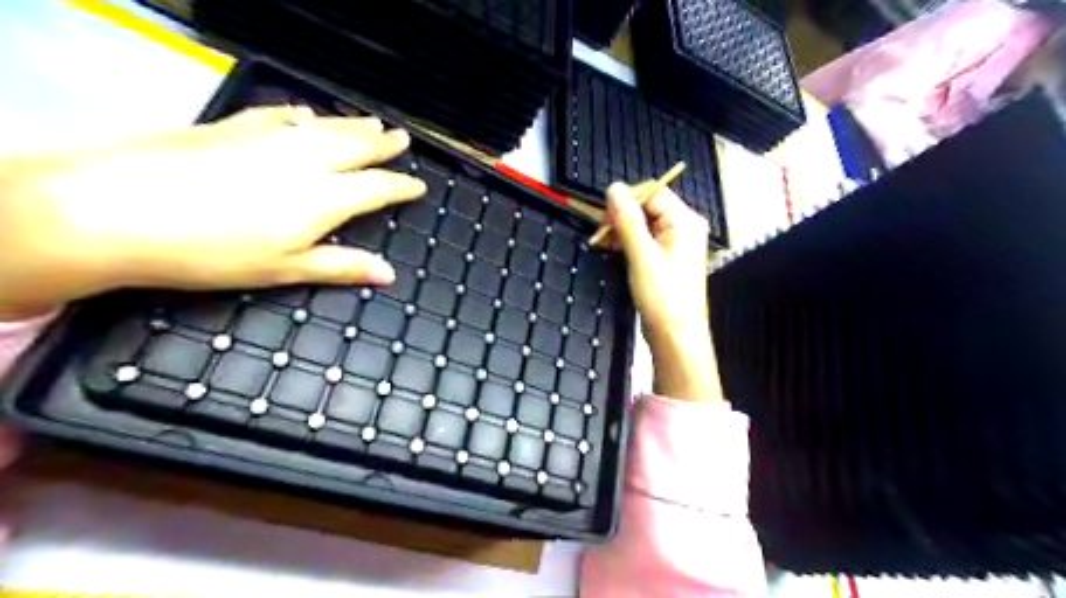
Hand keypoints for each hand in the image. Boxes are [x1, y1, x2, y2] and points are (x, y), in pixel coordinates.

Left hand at [1, 107, 428, 322]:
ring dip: (352, 124)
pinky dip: (300, 115)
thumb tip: (389, 275)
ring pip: (324, 127)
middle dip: (383, 143)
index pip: (377, 187)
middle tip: (402, 137)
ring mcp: (268, 139)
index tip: (419, 185)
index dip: (402, 186)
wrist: (119, 210)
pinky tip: (306, 114)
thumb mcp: (284, 269)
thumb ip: (341, 266)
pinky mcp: (233, 128)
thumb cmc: (214, 252)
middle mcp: (305, 161)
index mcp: (324, 198)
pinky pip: (279, 116)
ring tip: (372, 121)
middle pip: (355, 146)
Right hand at [607, 182, 724, 404]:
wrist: (676, 336)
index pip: (652, 193)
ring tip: (604, 244)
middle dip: (621, 217)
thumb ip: (628, 220)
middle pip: (647, 207)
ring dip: (621, 230)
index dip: (626, 200)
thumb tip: (614, 189)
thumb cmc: (664, 297)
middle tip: (602, 234)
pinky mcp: (665, 257)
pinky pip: (644, 239)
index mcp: (685, 221)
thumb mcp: (641, 255)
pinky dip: (627, 242)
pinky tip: (613, 251)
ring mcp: (675, 243)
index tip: (604, 217)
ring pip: (643, 223)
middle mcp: (683, 227)